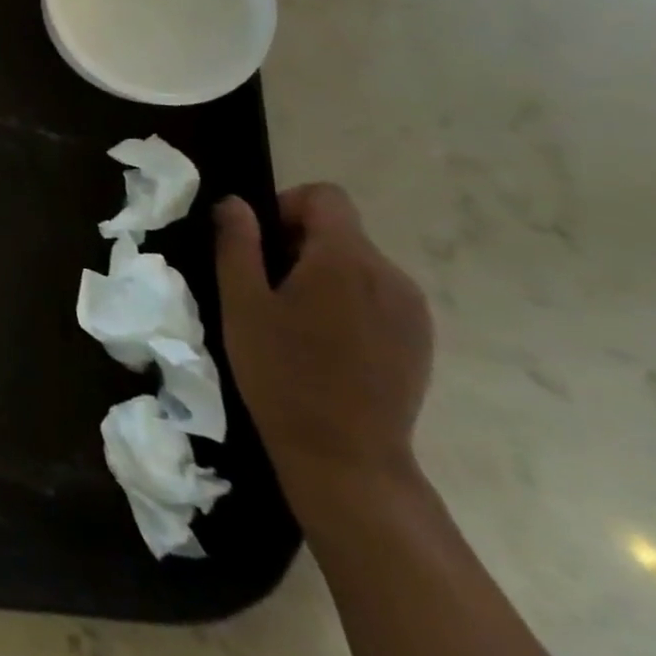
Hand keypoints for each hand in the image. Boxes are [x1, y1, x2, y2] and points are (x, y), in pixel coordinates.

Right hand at [214, 184, 432, 502]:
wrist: (346, 458)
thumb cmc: (282, 373)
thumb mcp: (240, 302)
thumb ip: (237, 242)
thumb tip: (235, 203)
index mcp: (346, 259)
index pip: (325, 196)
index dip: (286, 207)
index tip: (262, 246)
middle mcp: (390, 275)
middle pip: (341, 229)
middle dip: (300, 244)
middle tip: (267, 289)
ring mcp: (412, 310)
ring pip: (358, 262)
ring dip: (323, 273)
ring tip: (295, 319)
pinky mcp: (420, 339)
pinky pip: (378, 294)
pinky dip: (348, 300)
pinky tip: (326, 342)